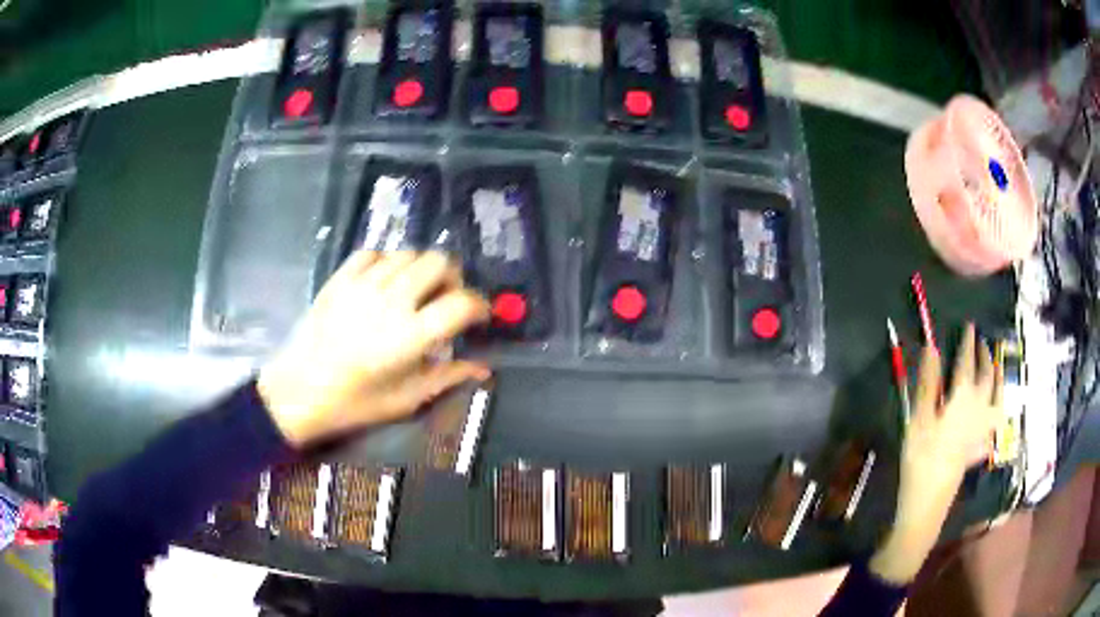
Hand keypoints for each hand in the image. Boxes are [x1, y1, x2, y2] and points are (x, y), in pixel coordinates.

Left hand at [257, 251, 491, 445]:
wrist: (297, 391)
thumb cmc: (354, 403)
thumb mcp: (406, 399)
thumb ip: (447, 377)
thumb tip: (484, 369)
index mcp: (410, 335)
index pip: (462, 302)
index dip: (480, 306)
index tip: (479, 317)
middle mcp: (391, 300)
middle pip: (440, 262)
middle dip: (452, 278)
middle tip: (445, 301)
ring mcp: (363, 284)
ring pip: (409, 253)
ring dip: (421, 270)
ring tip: (413, 293)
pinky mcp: (340, 278)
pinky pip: (374, 253)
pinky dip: (387, 264)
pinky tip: (383, 284)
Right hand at [870, 323, 1002, 583]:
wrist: (929, 502)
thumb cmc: (921, 458)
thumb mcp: (919, 418)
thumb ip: (928, 382)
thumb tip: (932, 346)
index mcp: (963, 397)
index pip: (967, 362)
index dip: (968, 342)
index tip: (970, 326)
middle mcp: (979, 408)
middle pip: (987, 375)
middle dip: (985, 355)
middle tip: (982, 342)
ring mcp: (983, 429)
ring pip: (998, 395)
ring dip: (998, 376)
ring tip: (996, 365)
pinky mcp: (981, 447)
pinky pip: (997, 422)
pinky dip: (999, 410)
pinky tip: (997, 411)